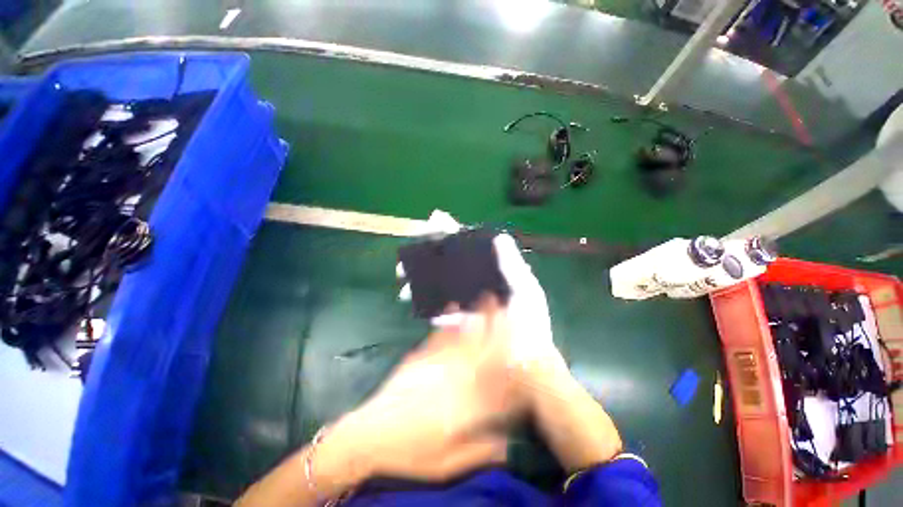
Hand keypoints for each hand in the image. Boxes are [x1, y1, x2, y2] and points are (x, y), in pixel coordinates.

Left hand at [325, 296, 518, 482]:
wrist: (370, 435)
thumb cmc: (410, 453)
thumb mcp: (446, 463)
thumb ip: (479, 450)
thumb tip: (509, 444)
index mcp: (464, 404)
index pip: (495, 376)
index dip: (509, 354)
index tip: (520, 338)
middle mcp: (454, 377)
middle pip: (481, 347)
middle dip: (495, 324)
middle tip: (505, 304)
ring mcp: (436, 363)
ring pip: (463, 337)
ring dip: (477, 316)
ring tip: (485, 297)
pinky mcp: (420, 357)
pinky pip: (439, 335)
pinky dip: (448, 320)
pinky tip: (452, 307)